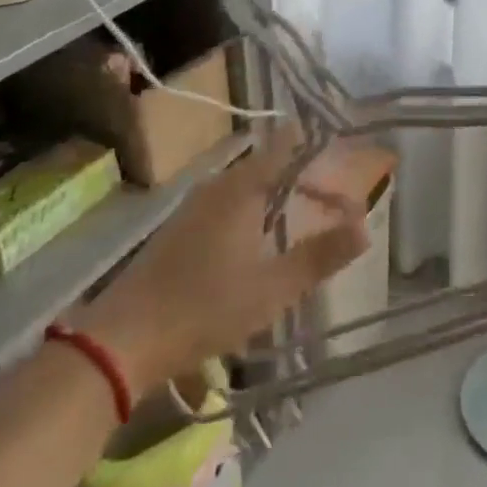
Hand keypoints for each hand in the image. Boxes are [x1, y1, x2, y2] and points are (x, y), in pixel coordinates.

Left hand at [70, 134, 369, 388]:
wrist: (122, 339)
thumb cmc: (204, 308)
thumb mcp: (273, 289)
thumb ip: (321, 256)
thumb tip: (364, 227)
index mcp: (242, 188)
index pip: (286, 147)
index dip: (318, 150)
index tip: (343, 161)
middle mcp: (218, 186)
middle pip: (269, 165)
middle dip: (303, 178)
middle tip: (332, 201)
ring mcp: (194, 206)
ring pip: (247, 186)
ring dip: (277, 197)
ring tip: (302, 221)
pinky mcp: (180, 228)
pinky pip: (228, 203)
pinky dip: (253, 211)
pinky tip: (258, 244)